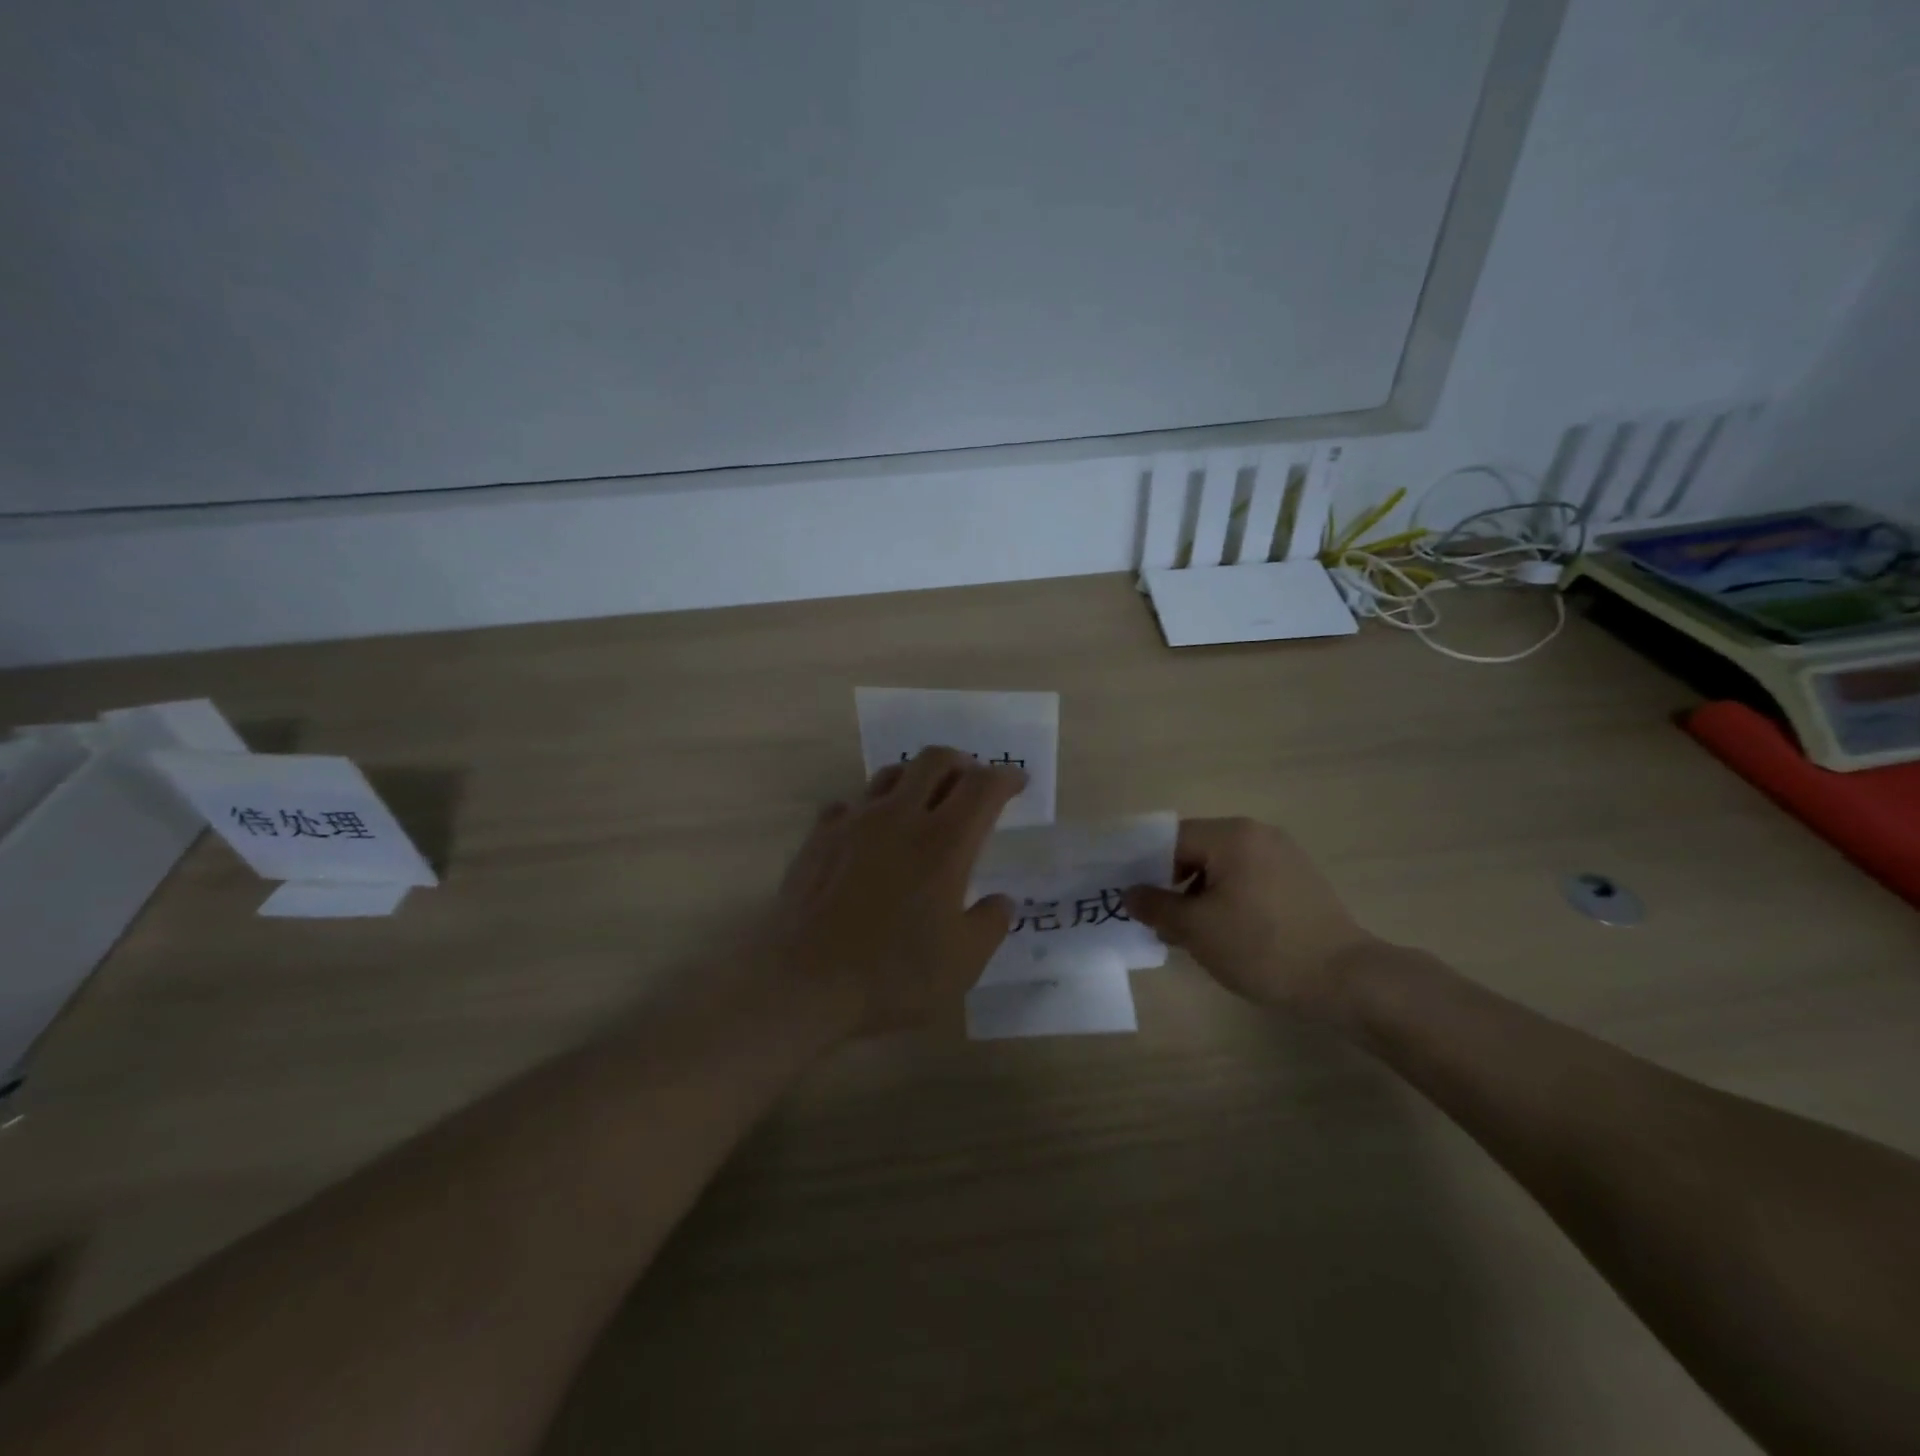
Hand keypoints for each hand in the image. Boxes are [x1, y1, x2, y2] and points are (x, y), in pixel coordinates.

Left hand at [753, 747, 1024, 1036]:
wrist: (802, 981)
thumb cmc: (892, 975)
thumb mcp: (963, 963)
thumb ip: (990, 924)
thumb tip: (1002, 901)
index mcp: (944, 842)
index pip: (982, 787)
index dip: (1005, 778)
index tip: (1017, 782)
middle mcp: (900, 817)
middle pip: (935, 761)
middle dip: (962, 763)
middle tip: (973, 782)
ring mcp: (854, 822)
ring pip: (891, 773)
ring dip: (917, 776)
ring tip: (925, 798)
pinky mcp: (819, 836)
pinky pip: (850, 803)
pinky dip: (870, 806)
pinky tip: (871, 829)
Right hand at [1126, 817, 1380, 1015]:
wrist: (1346, 980)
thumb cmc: (1261, 947)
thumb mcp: (1196, 929)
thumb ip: (1156, 906)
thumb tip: (1130, 893)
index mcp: (1231, 835)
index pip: (1170, 839)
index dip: (1145, 868)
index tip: (1133, 900)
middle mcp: (1258, 833)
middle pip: (1197, 850)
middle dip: (1172, 884)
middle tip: (1159, 921)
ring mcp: (1283, 856)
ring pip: (1222, 867)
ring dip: (1199, 895)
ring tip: (1191, 934)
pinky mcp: (1299, 881)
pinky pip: (1248, 879)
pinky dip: (1228, 899)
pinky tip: (1226, 934)